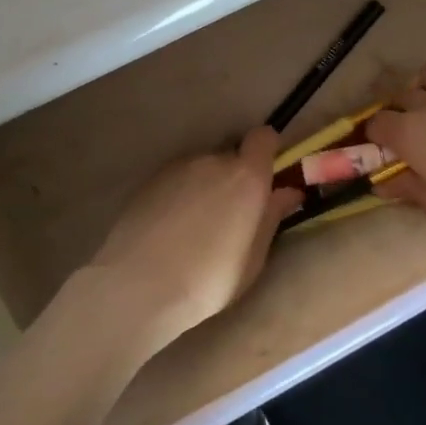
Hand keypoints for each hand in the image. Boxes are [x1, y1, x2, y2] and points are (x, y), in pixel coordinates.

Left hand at [87, 126, 301, 351]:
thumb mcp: (253, 258)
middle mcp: (213, 161)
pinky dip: (181, 196)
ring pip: (203, 169)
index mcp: (246, 176)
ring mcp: (178, 168)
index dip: (268, 151)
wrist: (138, 286)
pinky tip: (171, 229)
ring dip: (207, 187)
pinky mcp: (150, 181)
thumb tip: (288, 192)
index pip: (264, 137)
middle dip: (236, 178)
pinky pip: (178, 181)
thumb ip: (271, 217)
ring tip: (196, 227)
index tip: (268, 175)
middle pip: (232, 157)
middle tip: (232, 216)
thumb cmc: (209, 279)